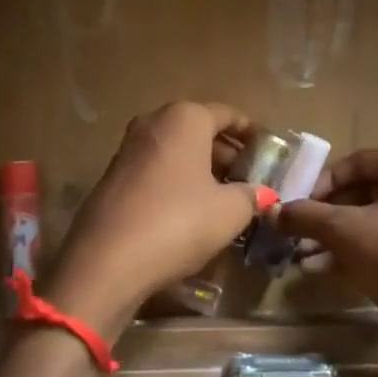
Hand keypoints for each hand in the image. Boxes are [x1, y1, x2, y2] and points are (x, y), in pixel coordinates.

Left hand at [41, 102, 272, 339]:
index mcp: (184, 119)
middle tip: (250, 180)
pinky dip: (177, 182)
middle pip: (200, 131)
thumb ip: (251, 196)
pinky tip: (191, 212)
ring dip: (202, 170)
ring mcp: (128, 149)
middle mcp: (153, 123)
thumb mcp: (228, 212)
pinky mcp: (112, 178)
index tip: (270, 154)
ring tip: (226, 198)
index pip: (228, 115)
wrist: (106, 261)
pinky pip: (156, 170)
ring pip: (176, 151)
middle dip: (227, 154)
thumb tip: (263, 194)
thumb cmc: (178, 222)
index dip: (252, 134)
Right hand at [272, 148, 377, 354]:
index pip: (355, 162)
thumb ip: (307, 217)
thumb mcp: (346, 231)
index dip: (320, 183)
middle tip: (297, 235)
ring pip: (373, 223)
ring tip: (302, 258)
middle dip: (326, 217)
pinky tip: (324, 271)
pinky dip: (357, 254)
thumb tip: (272, 211)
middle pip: (363, 194)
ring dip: (336, 239)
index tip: (296, 206)